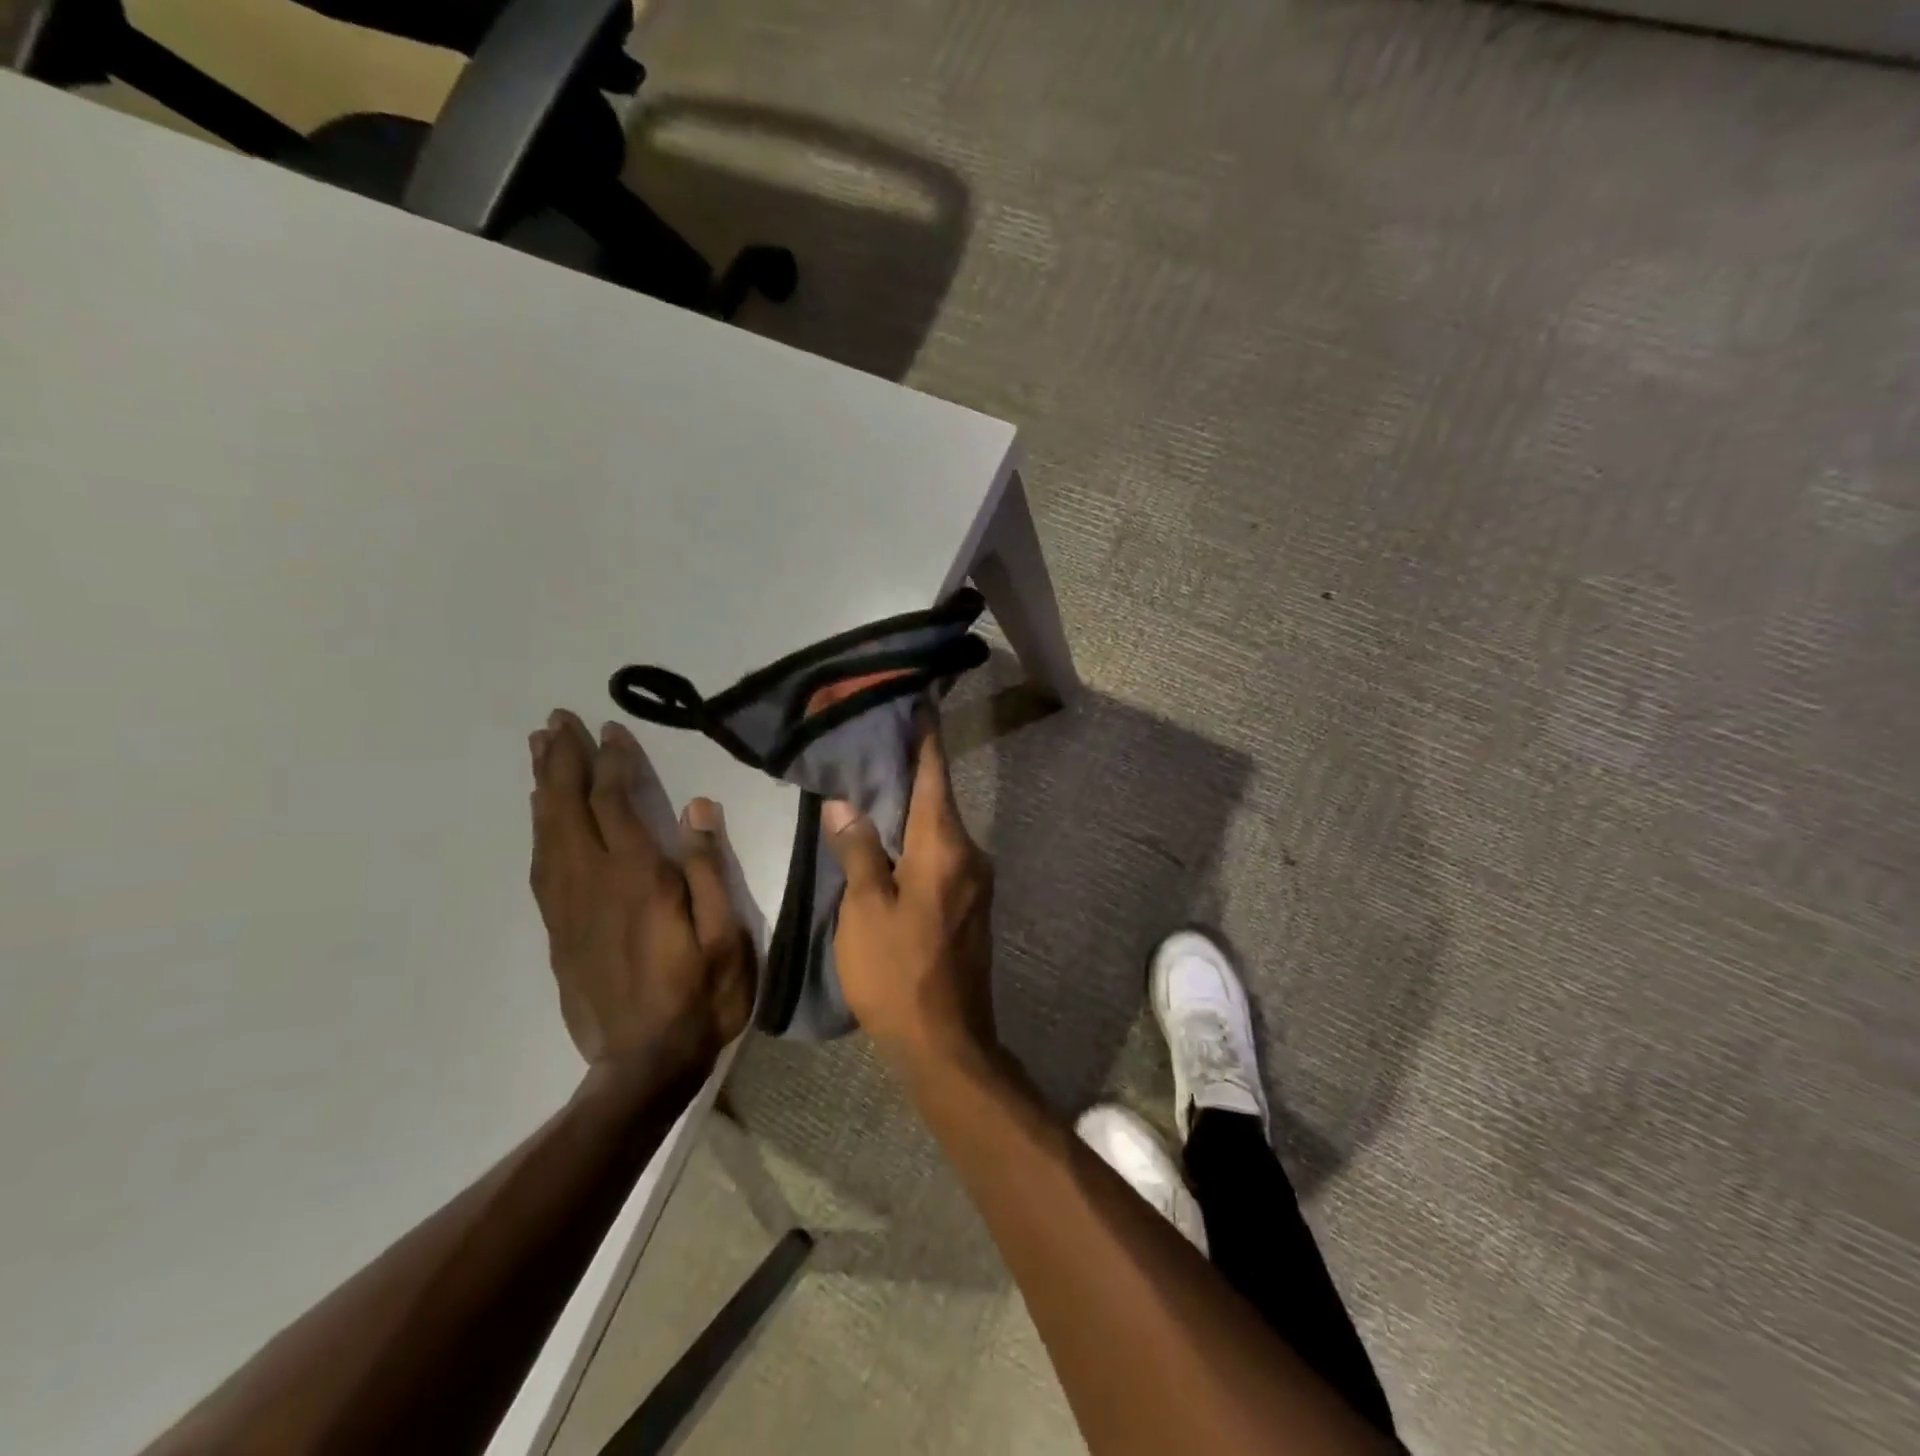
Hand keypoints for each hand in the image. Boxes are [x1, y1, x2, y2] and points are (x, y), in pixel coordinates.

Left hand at [529, 711, 753, 1085]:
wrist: (642, 1067)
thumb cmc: (700, 997)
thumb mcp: (726, 936)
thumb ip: (709, 870)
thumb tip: (696, 809)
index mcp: (638, 880)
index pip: (615, 805)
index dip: (612, 763)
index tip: (611, 730)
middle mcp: (594, 884)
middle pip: (568, 810)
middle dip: (562, 762)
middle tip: (555, 722)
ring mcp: (568, 909)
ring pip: (547, 834)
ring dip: (544, 789)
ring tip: (541, 753)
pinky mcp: (557, 932)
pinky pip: (541, 867)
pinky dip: (539, 830)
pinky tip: (542, 818)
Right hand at [822, 715, 996, 1069]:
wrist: (947, 1042)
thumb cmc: (898, 973)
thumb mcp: (865, 911)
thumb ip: (858, 852)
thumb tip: (845, 805)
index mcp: (945, 847)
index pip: (934, 776)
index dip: (925, 737)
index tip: (920, 702)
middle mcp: (970, 855)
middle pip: (938, 799)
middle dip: (912, 770)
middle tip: (877, 744)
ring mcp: (976, 882)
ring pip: (940, 830)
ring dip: (913, 808)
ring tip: (876, 787)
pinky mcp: (971, 905)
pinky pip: (944, 856)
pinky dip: (919, 839)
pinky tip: (892, 841)